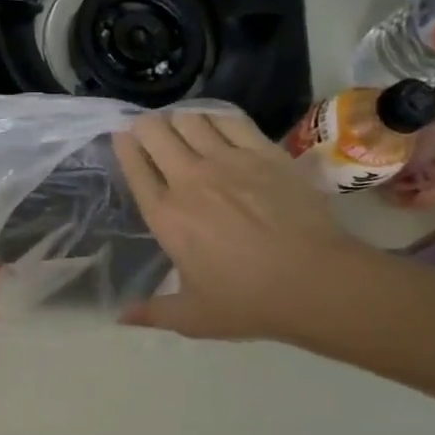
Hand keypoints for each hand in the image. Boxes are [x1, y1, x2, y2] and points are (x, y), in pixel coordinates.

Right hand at [112, 108, 380, 340]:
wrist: (314, 281)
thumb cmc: (247, 301)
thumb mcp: (191, 316)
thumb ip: (152, 312)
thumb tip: (120, 318)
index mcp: (165, 215)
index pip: (134, 167)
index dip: (124, 147)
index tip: (121, 137)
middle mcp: (188, 179)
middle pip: (156, 133)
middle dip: (146, 126)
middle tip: (149, 130)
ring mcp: (227, 161)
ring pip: (190, 119)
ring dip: (179, 120)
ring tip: (181, 126)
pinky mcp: (263, 152)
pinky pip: (230, 120)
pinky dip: (216, 117)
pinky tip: (216, 123)